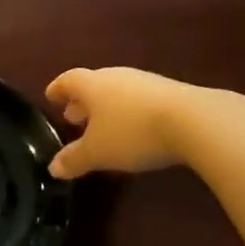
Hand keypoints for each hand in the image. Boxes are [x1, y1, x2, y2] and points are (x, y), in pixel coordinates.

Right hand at [45, 67, 200, 178]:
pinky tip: (134, 131)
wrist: (194, 121)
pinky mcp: (171, 93)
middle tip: (74, 118)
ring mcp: (146, 83)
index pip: (68, 81)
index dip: (58, 89)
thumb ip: (74, 159)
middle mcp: (116, 77)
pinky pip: (140, 101)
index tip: (50, 96)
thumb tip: (53, 168)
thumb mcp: (98, 153)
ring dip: (107, 108)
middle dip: (82, 102)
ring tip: (103, 128)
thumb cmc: (132, 133)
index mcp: (92, 85)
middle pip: (94, 85)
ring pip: (118, 92)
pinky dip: (130, 113)